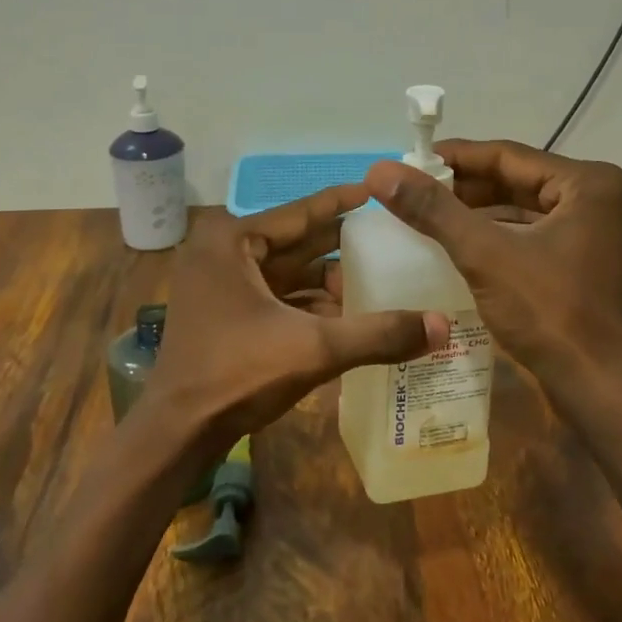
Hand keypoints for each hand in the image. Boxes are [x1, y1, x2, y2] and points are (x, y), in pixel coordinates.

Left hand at [141, 186, 450, 452]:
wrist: (178, 432)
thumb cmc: (237, 374)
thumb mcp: (314, 349)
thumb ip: (378, 334)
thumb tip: (443, 326)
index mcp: (232, 241)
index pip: (300, 212)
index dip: (344, 201)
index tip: (380, 189)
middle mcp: (223, 253)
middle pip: (296, 241)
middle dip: (342, 242)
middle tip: (393, 234)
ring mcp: (221, 285)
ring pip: (288, 272)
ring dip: (329, 277)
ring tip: (382, 274)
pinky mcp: (226, 314)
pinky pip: (277, 296)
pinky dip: (310, 303)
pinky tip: (350, 311)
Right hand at [364, 141, 621, 387]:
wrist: (598, 386)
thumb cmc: (548, 311)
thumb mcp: (484, 254)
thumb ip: (433, 210)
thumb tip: (380, 171)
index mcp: (588, 183)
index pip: (508, 155)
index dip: (454, 157)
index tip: (408, 160)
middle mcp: (598, 197)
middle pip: (516, 179)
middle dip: (463, 186)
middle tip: (413, 188)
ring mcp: (595, 230)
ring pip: (522, 207)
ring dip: (476, 210)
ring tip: (426, 212)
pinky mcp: (585, 259)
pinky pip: (531, 232)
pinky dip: (495, 233)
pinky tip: (457, 241)